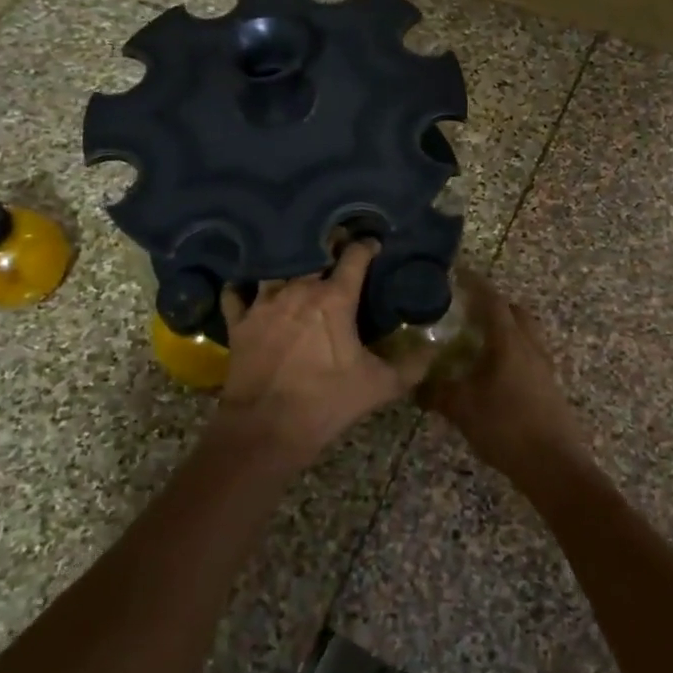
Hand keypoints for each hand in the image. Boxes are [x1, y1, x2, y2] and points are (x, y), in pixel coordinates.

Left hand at [215, 241, 430, 467]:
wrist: (266, 428)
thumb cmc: (327, 402)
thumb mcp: (379, 386)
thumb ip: (412, 365)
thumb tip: (435, 348)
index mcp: (334, 298)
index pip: (354, 256)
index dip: (366, 246)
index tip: (373, 244)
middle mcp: (298, 289)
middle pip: (313, 253)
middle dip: (327, 248)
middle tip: (336, 251)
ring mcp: (264, 302)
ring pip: (276, 267)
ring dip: (288, 264)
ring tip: (295, 265)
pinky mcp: (239, 321)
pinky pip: (237, 292)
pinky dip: (243, 287)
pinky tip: (249, 288)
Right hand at [420, 272, 586, 477]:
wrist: (554, 466)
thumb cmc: (505, 427)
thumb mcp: (461, 409)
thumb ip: (435, 392)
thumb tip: (413, 384)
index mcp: (509, 341)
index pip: (492, 300)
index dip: (475, 284)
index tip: (457, 273)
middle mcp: (530, 346)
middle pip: (514, 311)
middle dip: (492, 304)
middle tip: (466, 308)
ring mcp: (544, 366)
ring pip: (525, 333)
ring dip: (504, 328)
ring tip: (477, 339)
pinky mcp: (549, 386)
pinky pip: (529, 354)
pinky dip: (511, 350)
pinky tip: (493, 371)